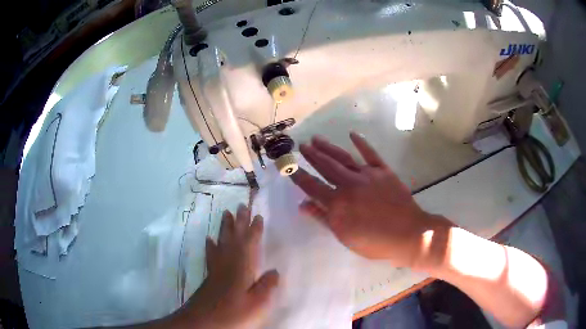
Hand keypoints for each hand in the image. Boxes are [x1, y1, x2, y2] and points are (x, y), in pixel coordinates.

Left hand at [173, 205, 278, 328]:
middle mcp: (228, 262)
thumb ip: (267, 287)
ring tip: (226, 213)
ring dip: (225, 227)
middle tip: (241, 205)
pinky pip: (211, 253)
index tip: (257, 215)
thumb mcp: (257, 304)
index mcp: (242, 267)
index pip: (250, 243)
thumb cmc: (233, 313)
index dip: (254, 229)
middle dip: (239, 221)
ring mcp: (217, 268)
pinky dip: (211, 245)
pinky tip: (209, 239)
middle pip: (234, 237)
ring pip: (222, 241)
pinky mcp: (210, 275)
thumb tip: (275, 271)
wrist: (203, 321)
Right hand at [291, 132, 449, 267]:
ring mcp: (368, 175)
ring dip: (329, 147)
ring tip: (317, 139)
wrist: (408, 234)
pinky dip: (361, 143)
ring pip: (344, 158)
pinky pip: (371, 154)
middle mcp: (350, 184)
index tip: (288, 167)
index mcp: (338, 203)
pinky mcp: (384, 171)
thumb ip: (323, 218)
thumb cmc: (375, 242)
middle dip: (312, 155)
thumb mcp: (344, 236)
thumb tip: (303, 205)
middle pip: (326, 166)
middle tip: (301, 145)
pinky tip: (352, 135)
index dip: (298, 176)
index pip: (312, 186)